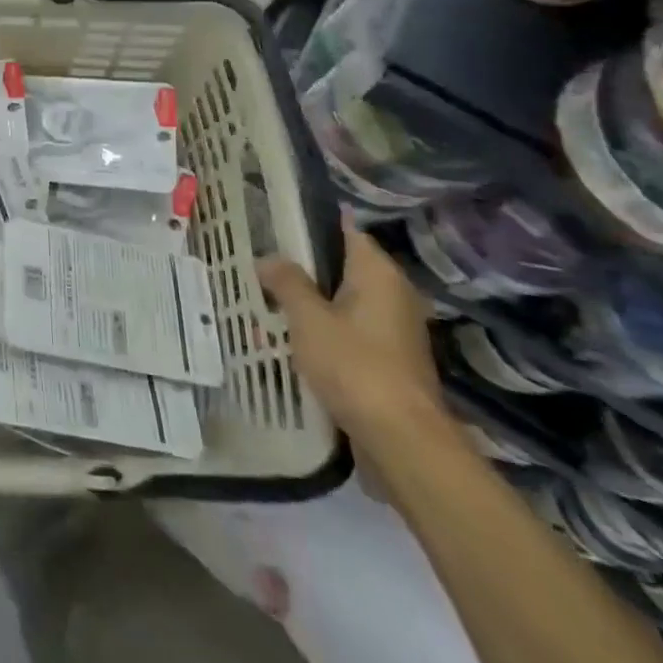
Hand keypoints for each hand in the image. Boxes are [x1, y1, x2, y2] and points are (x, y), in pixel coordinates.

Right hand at [257, 220, 447, 449]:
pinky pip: (348, 331)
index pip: (346, 230)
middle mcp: (393, 294)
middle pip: (342, 267)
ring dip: (309, 303)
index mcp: (378, 273)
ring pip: (342, 302)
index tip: (275, 222)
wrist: (402, 440)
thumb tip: (268, 258)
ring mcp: (393, 329)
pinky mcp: (388, 360)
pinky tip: (290, 340)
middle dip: (303, 268)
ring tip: (266, 302)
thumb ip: (286, 283)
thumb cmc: (354, 366)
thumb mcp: (308, 318)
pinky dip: (322, 330)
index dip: (311, 224)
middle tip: (260, 265)